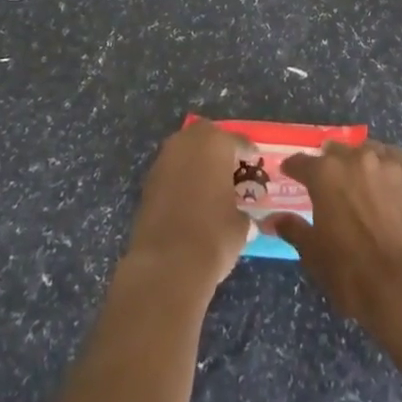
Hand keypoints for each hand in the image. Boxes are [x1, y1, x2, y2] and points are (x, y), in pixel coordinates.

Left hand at [124, 120, 255, 293]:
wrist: (166, 265)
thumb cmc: (213, 236)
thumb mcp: (241, 226)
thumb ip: (242, 211)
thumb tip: (242, 217)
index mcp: (216, 143)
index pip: (238, 141)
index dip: (248, 153)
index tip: (254, 162)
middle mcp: (188, 142)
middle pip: (207, 136)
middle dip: (218, 149)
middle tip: (229, 170)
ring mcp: (164, 160)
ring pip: (185, 151)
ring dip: (196, 162)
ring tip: (209, 185)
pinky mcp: (147, 181)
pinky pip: (171, 170)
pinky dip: (181, 178)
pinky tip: (189, 199)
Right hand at [269, 139, 401, 325]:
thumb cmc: (350, 272)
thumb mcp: (313, 254)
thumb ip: (293, 229)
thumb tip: (272, 220)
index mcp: (324, 174)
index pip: (300, 162)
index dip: (293, 168)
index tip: (289, 173)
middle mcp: (353, 159)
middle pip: (334, 151)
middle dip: (327, 164)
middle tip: (327, 183)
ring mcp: (384, 164)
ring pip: (365, 150)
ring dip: (357, 160)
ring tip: (357, 176)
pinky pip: (394, 156)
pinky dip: (386, 160)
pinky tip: (386, 173)